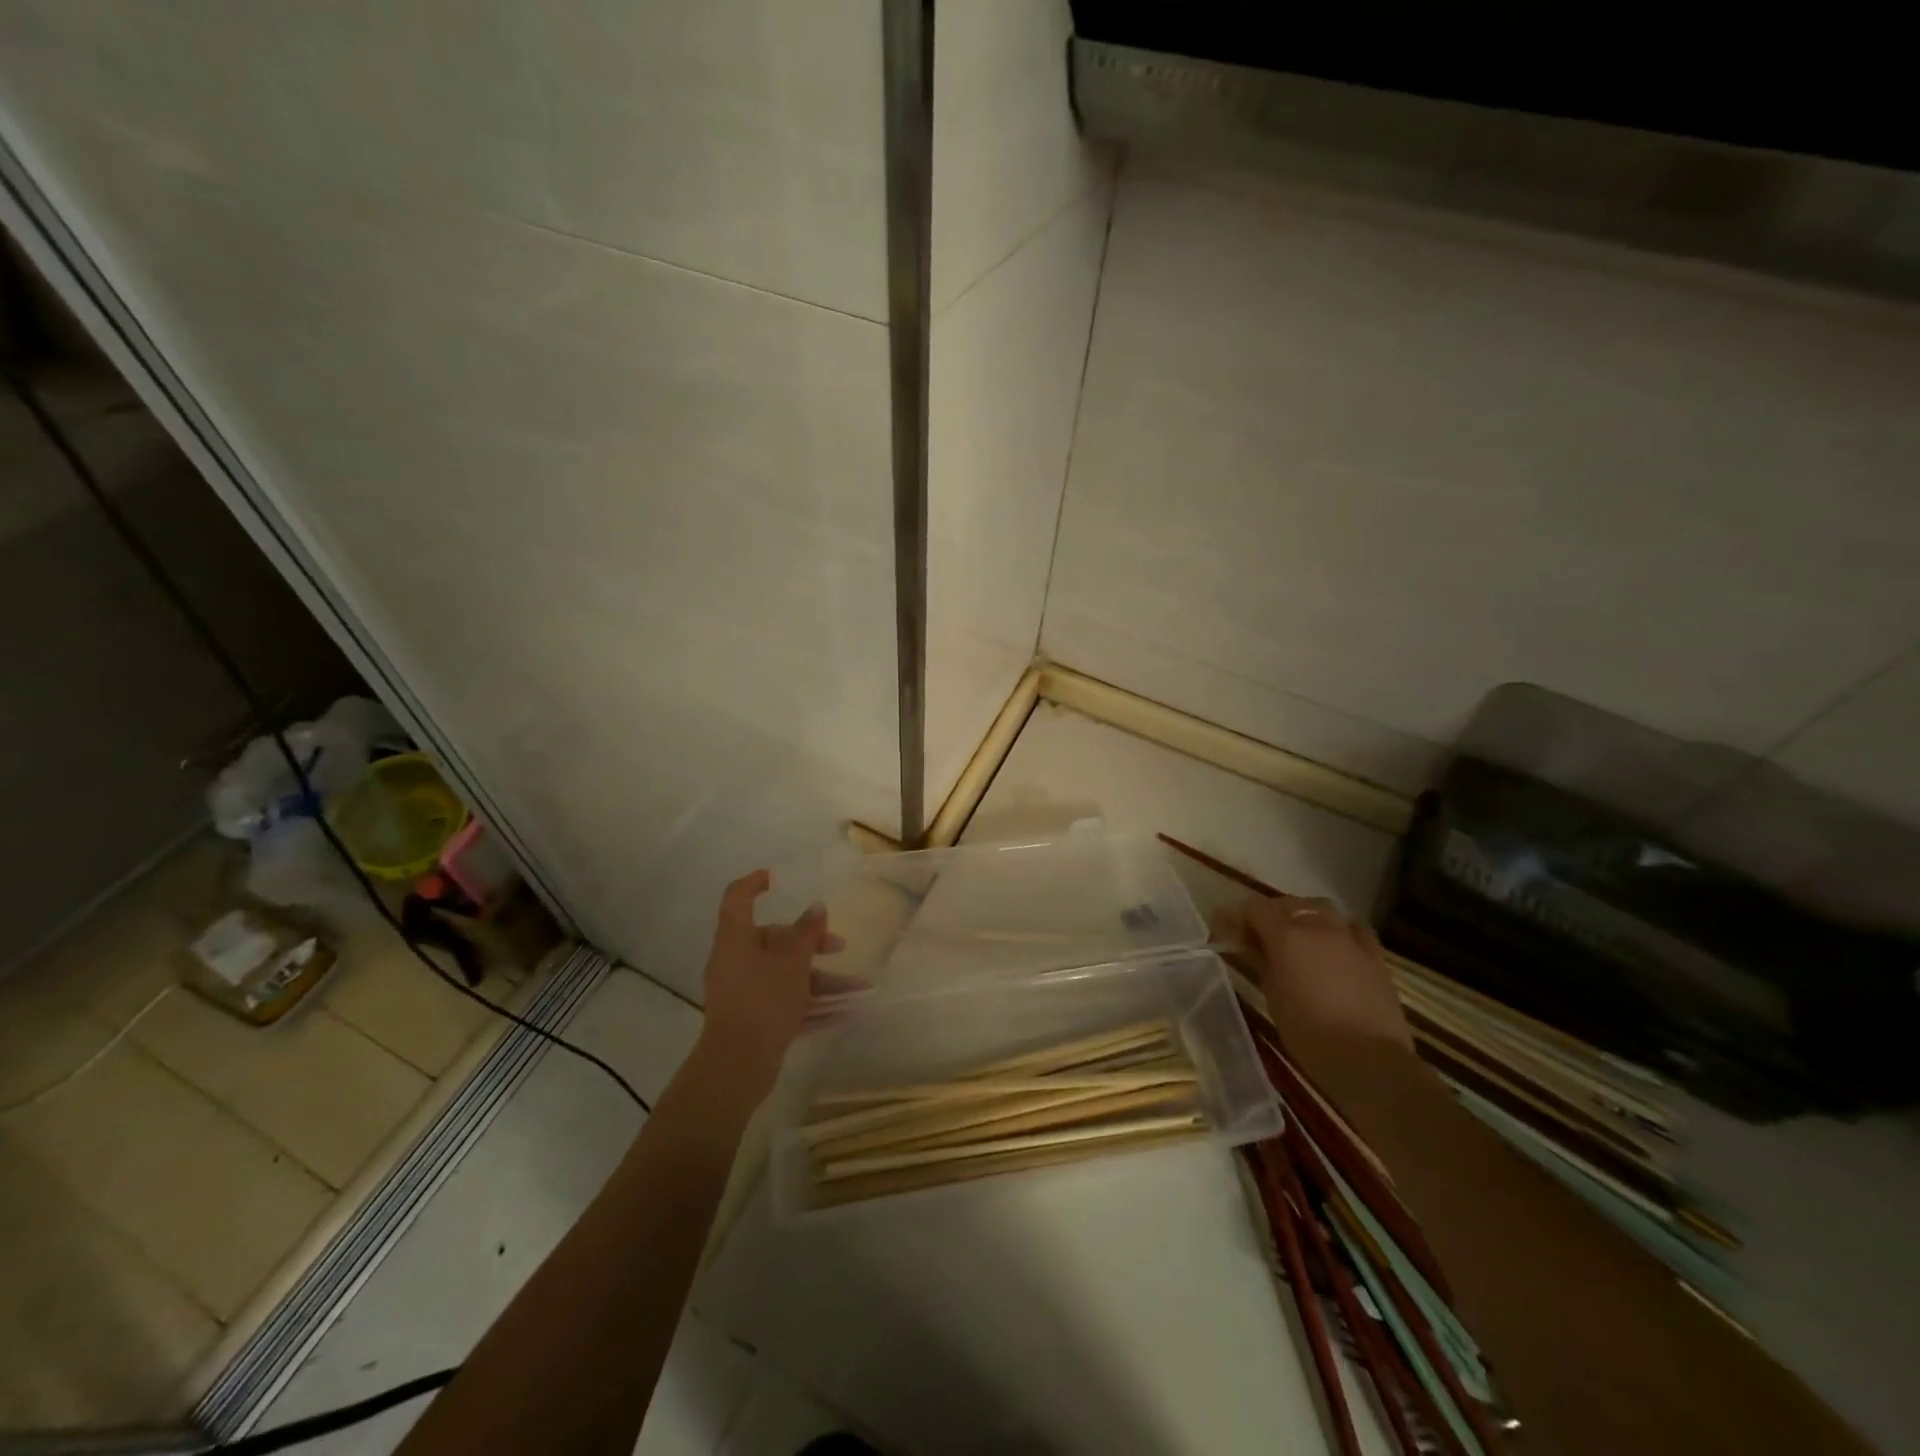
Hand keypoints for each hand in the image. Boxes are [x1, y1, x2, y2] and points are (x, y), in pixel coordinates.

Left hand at [696, 870, 846, 1096]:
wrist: (737, 1064)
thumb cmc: (764, 999)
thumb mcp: (793, 961)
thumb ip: (807, 932)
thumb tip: (816, 908)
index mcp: (736, 938)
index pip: (738, 898)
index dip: (755, 884)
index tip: (776, 878)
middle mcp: (735, 960)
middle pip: (773, 939)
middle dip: (810, 942)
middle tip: (839, 946)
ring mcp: (742, 991)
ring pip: (784, 974)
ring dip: (820, 979)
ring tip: (857, 988)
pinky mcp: (752, 1018)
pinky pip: (784, 1001)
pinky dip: (810, 1003)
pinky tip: (844, 1011)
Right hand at [1219, 894, 1413, 1067]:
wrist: (1370, 1060)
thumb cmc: (1310, 1033)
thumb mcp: (1273, 997)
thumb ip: (1262, 963)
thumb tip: (1252, 947)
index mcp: (1287, 937)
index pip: (1255, 909)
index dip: (1236, 915)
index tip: (1224, 928)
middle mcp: (1317, 927)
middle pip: (1287, 904)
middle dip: (1268, 913)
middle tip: (1255, 934)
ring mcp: (1349, 938)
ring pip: (1321, 908)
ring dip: (1302, 914)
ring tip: (1294, 933)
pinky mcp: (1374, 955)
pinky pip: (1352, 926)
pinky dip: (1336, 926)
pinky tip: (1332, 941)